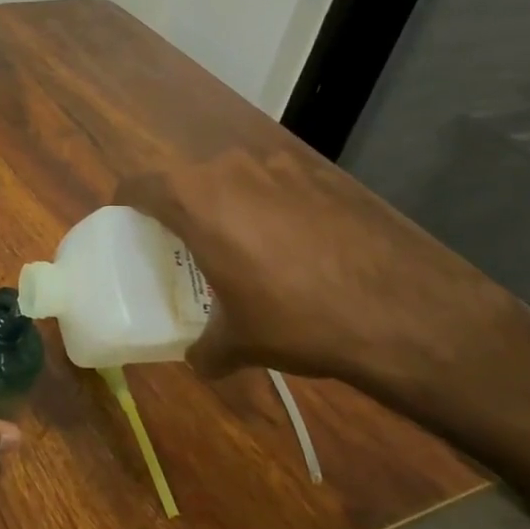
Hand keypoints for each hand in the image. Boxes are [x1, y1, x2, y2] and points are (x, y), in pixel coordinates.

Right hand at [115, 147, 519, 405]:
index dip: (125, 203)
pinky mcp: (325, 177)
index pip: (139, 185)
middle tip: (185, 246)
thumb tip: (199, 360)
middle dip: (181, 209)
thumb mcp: (239, 342)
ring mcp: (283, 168)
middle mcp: (232, 170)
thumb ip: (205, 348)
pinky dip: (272, 209)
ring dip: (228, 206)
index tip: (126, 224)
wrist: (404, 311)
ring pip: (235, 180)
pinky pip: (278, 187)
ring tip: (244, 248)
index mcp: (196, 200)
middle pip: (187, 180)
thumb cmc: (297, 319)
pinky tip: (295, 248)